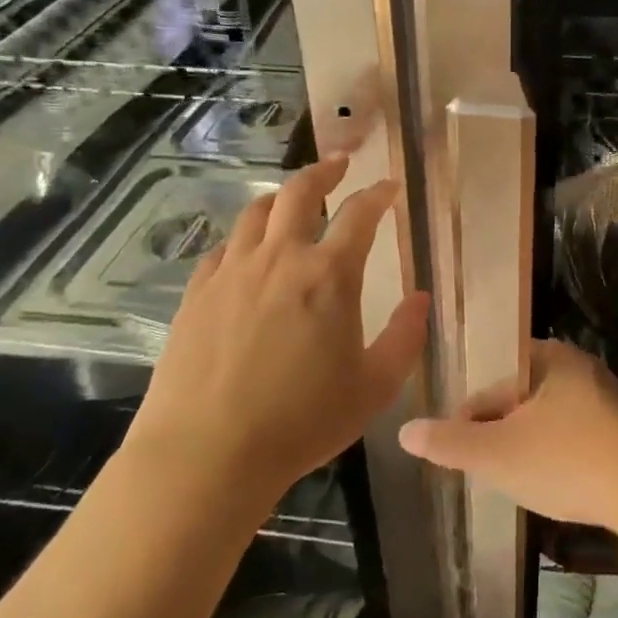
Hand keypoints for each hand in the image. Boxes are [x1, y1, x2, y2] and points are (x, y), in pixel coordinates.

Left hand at [126, 155, 428, 507]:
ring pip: (256, 213)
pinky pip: (223, 248)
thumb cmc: (302, 422)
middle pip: (300, 193)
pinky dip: (244, 237)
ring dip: (281, 197)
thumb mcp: (374, 386)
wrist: (206, 454)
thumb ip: (405, 337)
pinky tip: (247, 250)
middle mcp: (280, 259)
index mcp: (329, 276)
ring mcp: (232, 273)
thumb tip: (420, 298)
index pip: (360, 215)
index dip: (378, 195)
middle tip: (340, 164)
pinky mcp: (197, 294)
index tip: (389, 187)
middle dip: (325, 171)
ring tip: (293, 199)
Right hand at [398, 339, 617, 528]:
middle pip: (519, 400)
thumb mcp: (497, 454)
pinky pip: (575, 434)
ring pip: (547, 419)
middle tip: (488, 469)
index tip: (461, 454)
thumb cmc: (566, 462)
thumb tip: (405, 430)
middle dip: (500, 432)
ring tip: (518, 479)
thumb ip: (449, 443)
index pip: (491, 386)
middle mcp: (579, 367)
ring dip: (528, 444)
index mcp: (550, 358)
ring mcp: (606, 397)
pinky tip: (555, 482)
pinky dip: (558, 453)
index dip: (469, 420)